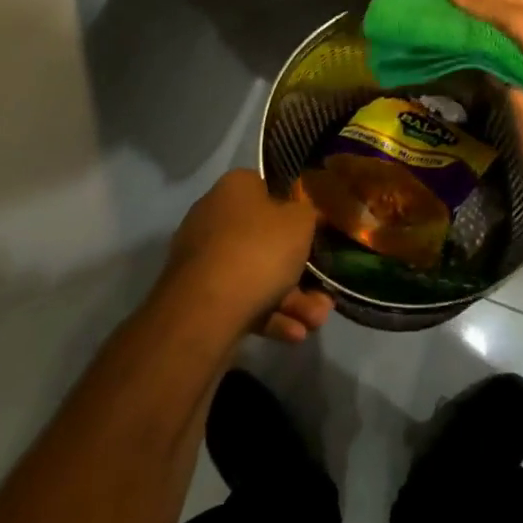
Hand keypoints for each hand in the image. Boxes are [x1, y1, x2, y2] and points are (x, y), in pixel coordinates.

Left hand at [166, 169, 333, 342]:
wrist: (204, 311)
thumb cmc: (259, 250)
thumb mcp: (301, 222)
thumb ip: (308, 213)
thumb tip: (304, 214)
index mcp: (235, 188)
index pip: (269, 189)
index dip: (295, 209)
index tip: (316, 230)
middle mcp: (214, 217)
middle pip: (266, 239)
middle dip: (299, 269)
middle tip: (324, 291)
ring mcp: (203, 259)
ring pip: (256, 274)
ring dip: (291, 299)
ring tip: (316, 320)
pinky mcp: (198, 296)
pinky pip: (240, 298)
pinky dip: (268, 314)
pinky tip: (294, 333)